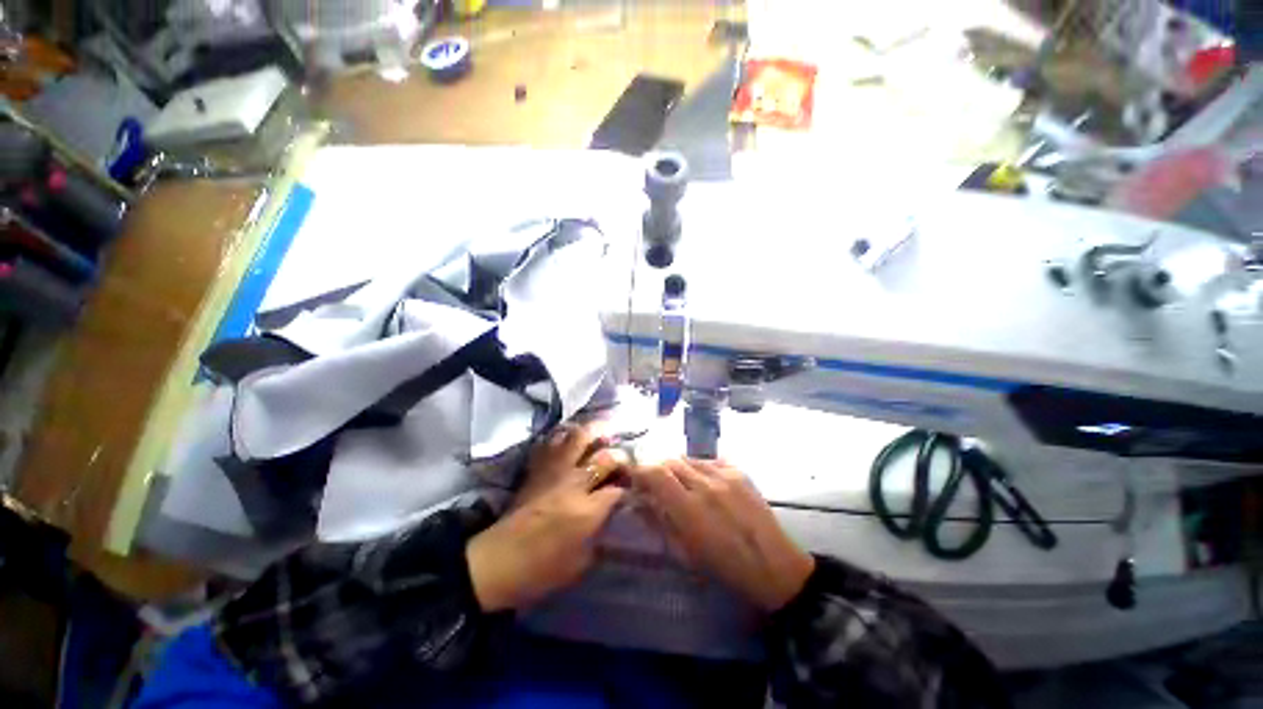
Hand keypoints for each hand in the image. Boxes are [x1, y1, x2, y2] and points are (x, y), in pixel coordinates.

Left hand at [466, 424, 626, 611]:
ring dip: (594, 432)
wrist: (497, 561)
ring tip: (603, 432)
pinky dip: (565, 435)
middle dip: (619, 456)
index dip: (629, 487)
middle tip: (623, 458)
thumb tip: (609, 516)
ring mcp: (553, 471)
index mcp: (586, 510)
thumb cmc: (540, 570)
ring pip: (578, 438)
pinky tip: (572, 438)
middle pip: (604, 457)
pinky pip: (552, 442)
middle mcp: (573, 483)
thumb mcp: (580, 563)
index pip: (618, 489)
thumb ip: (599, 535)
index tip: (632, 488)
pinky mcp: (537, 468)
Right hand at [632, 459, 814, 611]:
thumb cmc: (725, 567)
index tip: (635, 478)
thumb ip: (659, 522)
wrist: (773, 565)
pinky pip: (709, 460)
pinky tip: (704, 483)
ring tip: (681, 484)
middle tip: (656, 483)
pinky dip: (699, 468)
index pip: (655, 473)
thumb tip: (639, 501)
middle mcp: (705, 484)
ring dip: (678, 468)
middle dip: (658, 469)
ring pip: (689, 459)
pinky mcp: (739, 472)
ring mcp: (724, 475)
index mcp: (689, 509)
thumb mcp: (685, 552)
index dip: (640, 471)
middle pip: (670, 461)